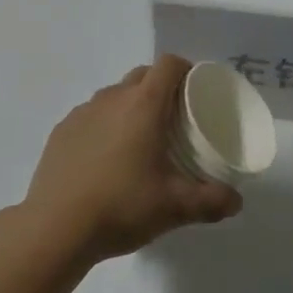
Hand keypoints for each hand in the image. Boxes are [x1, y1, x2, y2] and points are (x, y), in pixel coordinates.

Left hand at [24, 56, 241, 265]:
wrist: (55, 227)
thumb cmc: (121, 206)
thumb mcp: (174, 207)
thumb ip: (211, 201)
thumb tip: (237, 201)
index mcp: (143, 104)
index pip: (168, 64)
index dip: (186, 69)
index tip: (197, 89)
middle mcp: (112, 98)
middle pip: (142, 75)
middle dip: (161, 87)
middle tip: (174, 119)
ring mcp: (82, 112)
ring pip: (114, 95)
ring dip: (131, 106)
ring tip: (140, 140)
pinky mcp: (61, 131)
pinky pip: (91, 116)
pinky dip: (104, 125)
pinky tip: (106, 158)